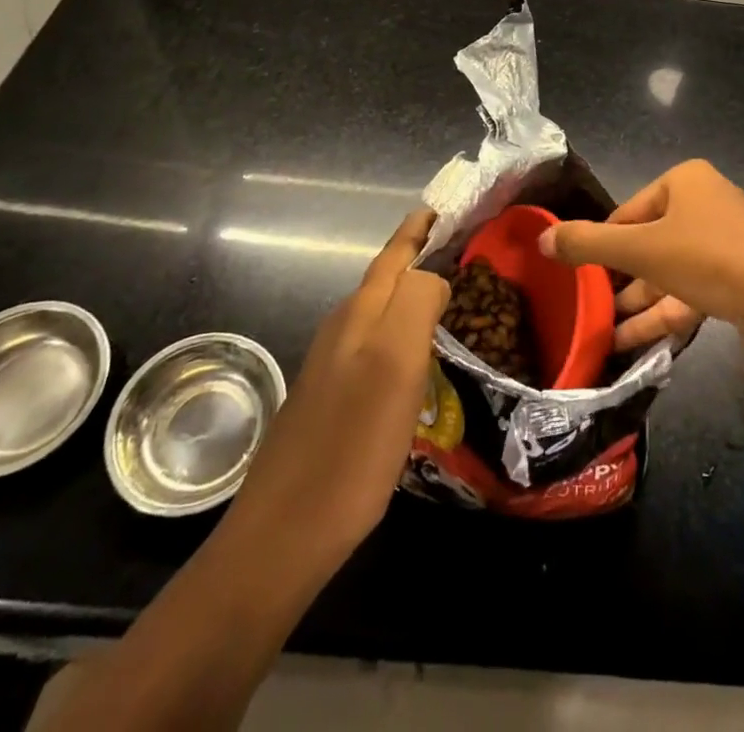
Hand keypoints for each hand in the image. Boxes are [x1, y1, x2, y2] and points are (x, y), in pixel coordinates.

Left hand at [222, 208, 447, 579]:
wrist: (283, 535)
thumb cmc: (351, 447)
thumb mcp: (395, 365)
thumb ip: (416, 303)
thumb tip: (433, 276)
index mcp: (360, 314)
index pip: (395, 254)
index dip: (419, 230)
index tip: (446, 208)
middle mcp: (343, 329)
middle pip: (386, 278)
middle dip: (419, 256)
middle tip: (460, 250)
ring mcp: (332, 366)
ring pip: (379, 312)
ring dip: (410, 295)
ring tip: (449, 298)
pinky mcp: (331, 401)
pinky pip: (374, 347)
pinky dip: (400, 335)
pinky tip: (417, 359)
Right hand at [539, 160, 743, 342]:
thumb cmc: (708, 257)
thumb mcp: (640, 250)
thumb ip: (587, 244)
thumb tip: (540, 239)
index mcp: (685, 182)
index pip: (628, 212)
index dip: (603, 245)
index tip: (580, 276)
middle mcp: (706, 204)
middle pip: (649, 242)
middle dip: (620, 280)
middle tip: (590, 308)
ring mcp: (726, 243)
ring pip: (670, 272)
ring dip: (638, 303)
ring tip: (604, 335)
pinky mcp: (740, 279)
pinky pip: (692, 291)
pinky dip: (665, 314)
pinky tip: (633, 343)